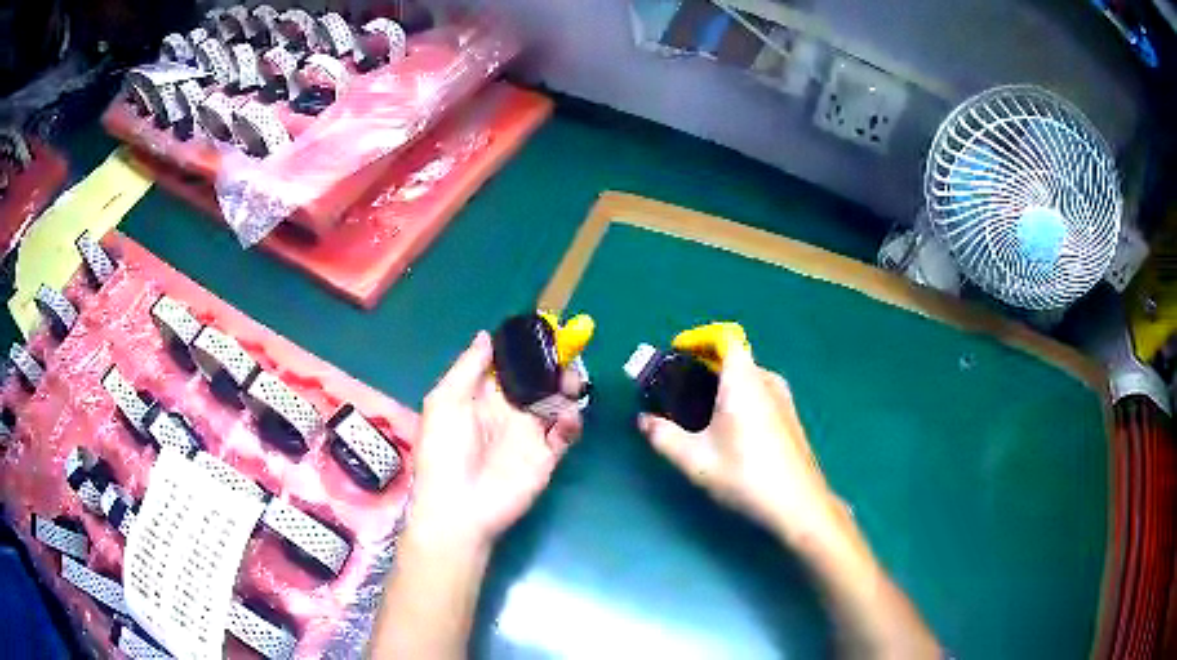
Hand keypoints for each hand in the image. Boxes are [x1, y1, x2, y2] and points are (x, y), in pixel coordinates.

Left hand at [408, 331, 582, 553]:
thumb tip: (486, 335)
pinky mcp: (546, 455)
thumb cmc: (445, 451)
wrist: (459, 506)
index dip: (526, 349)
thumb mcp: (445, 402)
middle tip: (566, 357)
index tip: (545, 330)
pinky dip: (571, 421)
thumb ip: (468, 367)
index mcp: (483, 396)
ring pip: (557, 401)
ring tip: (571, 383)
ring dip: (568, 388)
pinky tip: (566, 418)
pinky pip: (565, 433)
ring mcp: (529, 433)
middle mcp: (509, 411)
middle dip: (554, 365)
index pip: (509, 365)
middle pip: (538, 380)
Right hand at [638, 343, 844, 547]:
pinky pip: (759, 393)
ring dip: (722, 384)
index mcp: (743, 380)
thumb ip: (663, 436)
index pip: (724, 338)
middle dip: (703, 366)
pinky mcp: (790, 417)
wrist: (798, 504)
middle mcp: (766, 380)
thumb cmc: (745, 475)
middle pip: (733, 358)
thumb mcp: (695, 460)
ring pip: (747, 377)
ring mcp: (783, 398)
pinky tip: (728, 431)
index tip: (677, 358)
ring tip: (699, 413)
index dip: (699, 340)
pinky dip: (739, 398)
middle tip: (678, 392)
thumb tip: (644, 420)